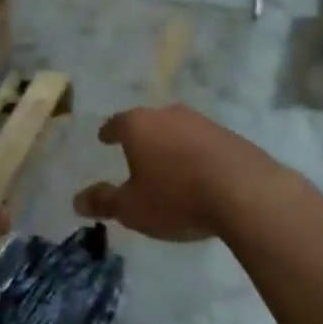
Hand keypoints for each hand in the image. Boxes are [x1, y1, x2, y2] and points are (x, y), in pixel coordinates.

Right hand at [74, 106, 290, 242]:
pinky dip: (196, 155)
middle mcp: (169, 115)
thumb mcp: (132, 208)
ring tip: (168, 165)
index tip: (104, 138)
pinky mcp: (231, 136)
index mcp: (139, 126)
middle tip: (135, 152)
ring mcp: (202, 123)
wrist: (245, 192)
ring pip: (178, 130)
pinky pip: (204, 143)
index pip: (117, 123)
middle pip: (149, 122)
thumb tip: (77, 200)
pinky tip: (199, 174)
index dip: (108, 132)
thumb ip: (104, 202)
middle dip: (141, 137)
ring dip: (171, 145)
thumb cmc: (176, 197)